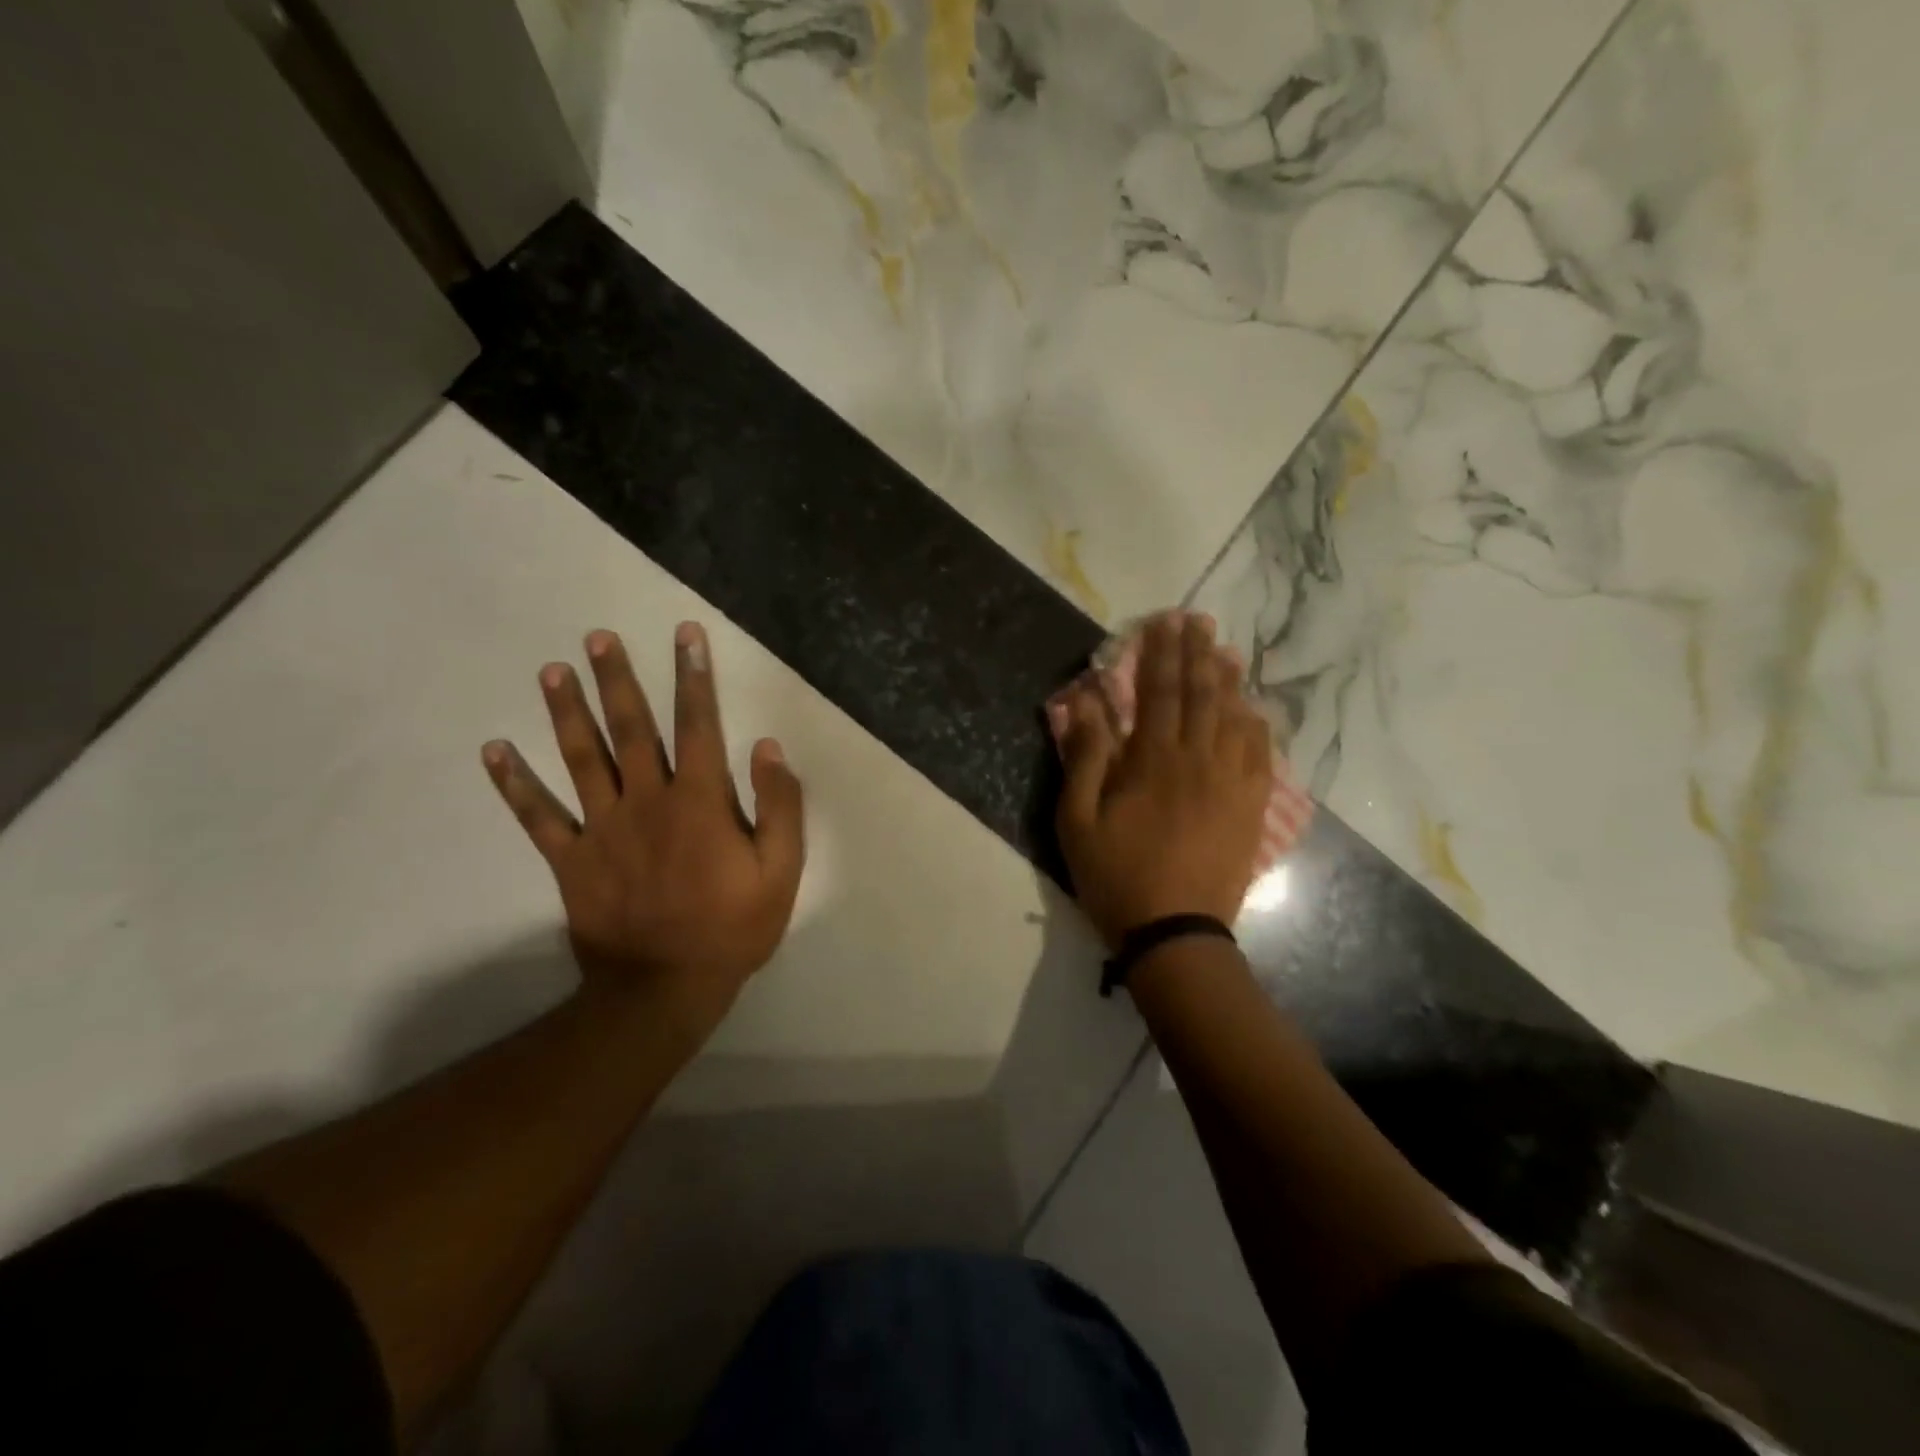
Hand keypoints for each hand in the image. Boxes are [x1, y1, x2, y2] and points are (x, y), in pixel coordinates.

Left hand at [482, 623, 805, 1030]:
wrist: (664, 989)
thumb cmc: (732, 928)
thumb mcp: (781, 871)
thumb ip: (779, 806)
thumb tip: (767, 747)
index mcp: (699, 801)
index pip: (698, 724)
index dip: (693, 676)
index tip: (685, 635)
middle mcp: (646, 801)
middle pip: (631, 728)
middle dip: (618, 679)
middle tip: (598, 637)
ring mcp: (603, 828)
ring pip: (582, 758)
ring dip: (567, 712)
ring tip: (553, 672)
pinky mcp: (571, 859)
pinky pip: (538, 816)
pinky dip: (514, 784)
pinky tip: (494, 751)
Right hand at [1054, 612, 1271, 948]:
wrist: (1175, 933)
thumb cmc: (1116, 875)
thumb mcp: (1078, 820)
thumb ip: (1085, 757)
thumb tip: (1085, 702)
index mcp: (1154, 760)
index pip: (1159, 691)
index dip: (1161, 653)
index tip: (1164, 621)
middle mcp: (1199, 759)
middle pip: (1202, 694)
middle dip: (1198, 653)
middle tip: (1199, 621)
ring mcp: (1232, 783)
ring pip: (1235, 717)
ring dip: (1228, 680)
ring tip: (1224, 652)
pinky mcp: (1250, 807)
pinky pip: (1259, 753)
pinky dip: (1255, 724)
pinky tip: (1251, 710)